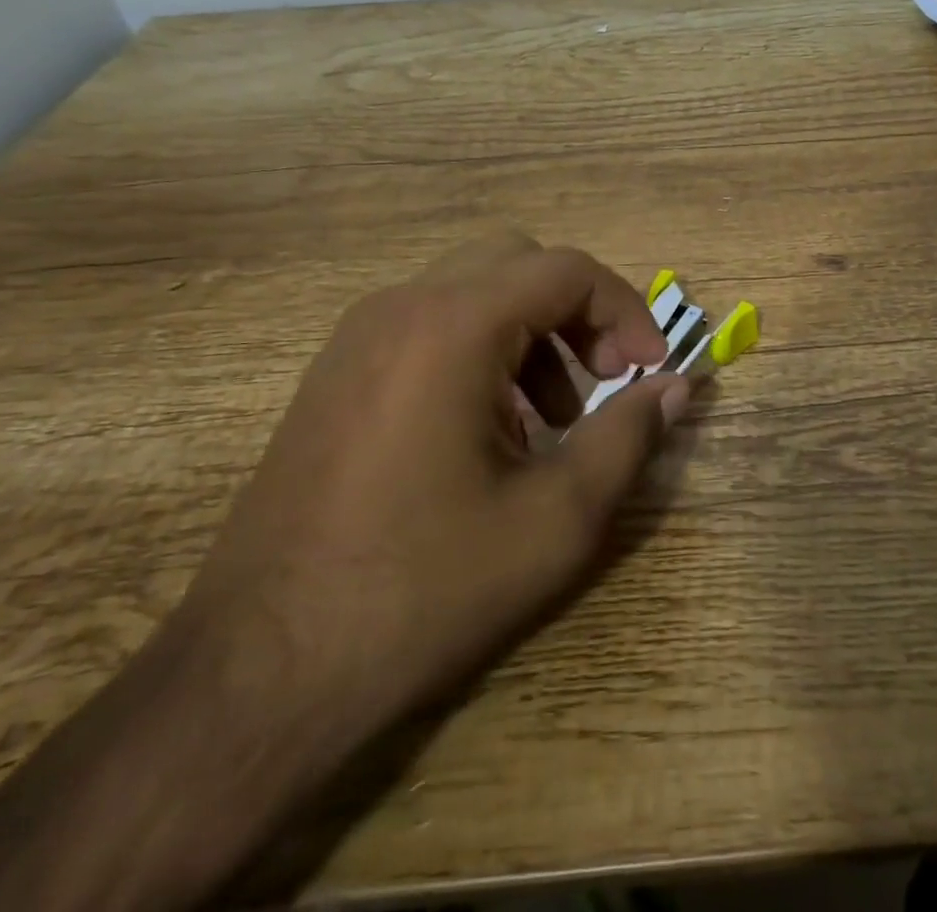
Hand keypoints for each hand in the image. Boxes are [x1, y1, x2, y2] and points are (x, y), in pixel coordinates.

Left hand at [0, 231, 687, 911]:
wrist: (258, 672)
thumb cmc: (422, 588)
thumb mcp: (555, 519)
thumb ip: (629, 437)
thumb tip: (679, 388)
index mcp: (453, 326)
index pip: (567, 270)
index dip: (626, 311)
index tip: (650, 372)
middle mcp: (401, 307)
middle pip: (520, 264)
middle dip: (579, 314)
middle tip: (607, 381)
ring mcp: (358, 337)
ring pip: (474, 291)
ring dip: (533, 334)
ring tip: (552, 421)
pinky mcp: (336, 372)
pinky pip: (430, 326)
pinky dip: (483, 351)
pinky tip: (489, 434)